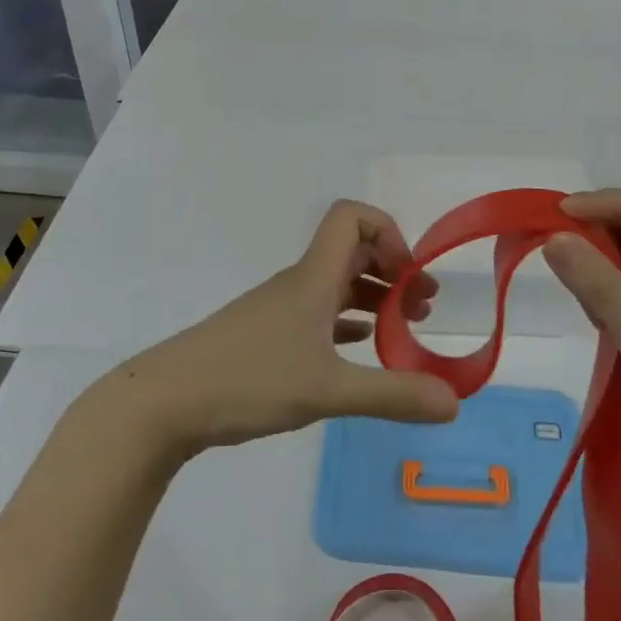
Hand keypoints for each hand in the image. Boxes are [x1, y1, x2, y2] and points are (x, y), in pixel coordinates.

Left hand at [104, 201, 459, 462]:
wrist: (165, 401)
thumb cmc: (248, 379)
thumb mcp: (328, 391)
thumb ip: (393, 395)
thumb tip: (455, 403)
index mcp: (313, 277)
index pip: (351, 217)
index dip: (388, 232)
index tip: (408, 276)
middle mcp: (299, 283)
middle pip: (352, 250)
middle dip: (393, 270)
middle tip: (423, 306)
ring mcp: (280, 309)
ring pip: (336, 284)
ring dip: (373, 296)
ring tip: (405, 327)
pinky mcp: (267, 335)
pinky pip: (319, 313)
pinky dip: (348, 320)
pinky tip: (361, 346)